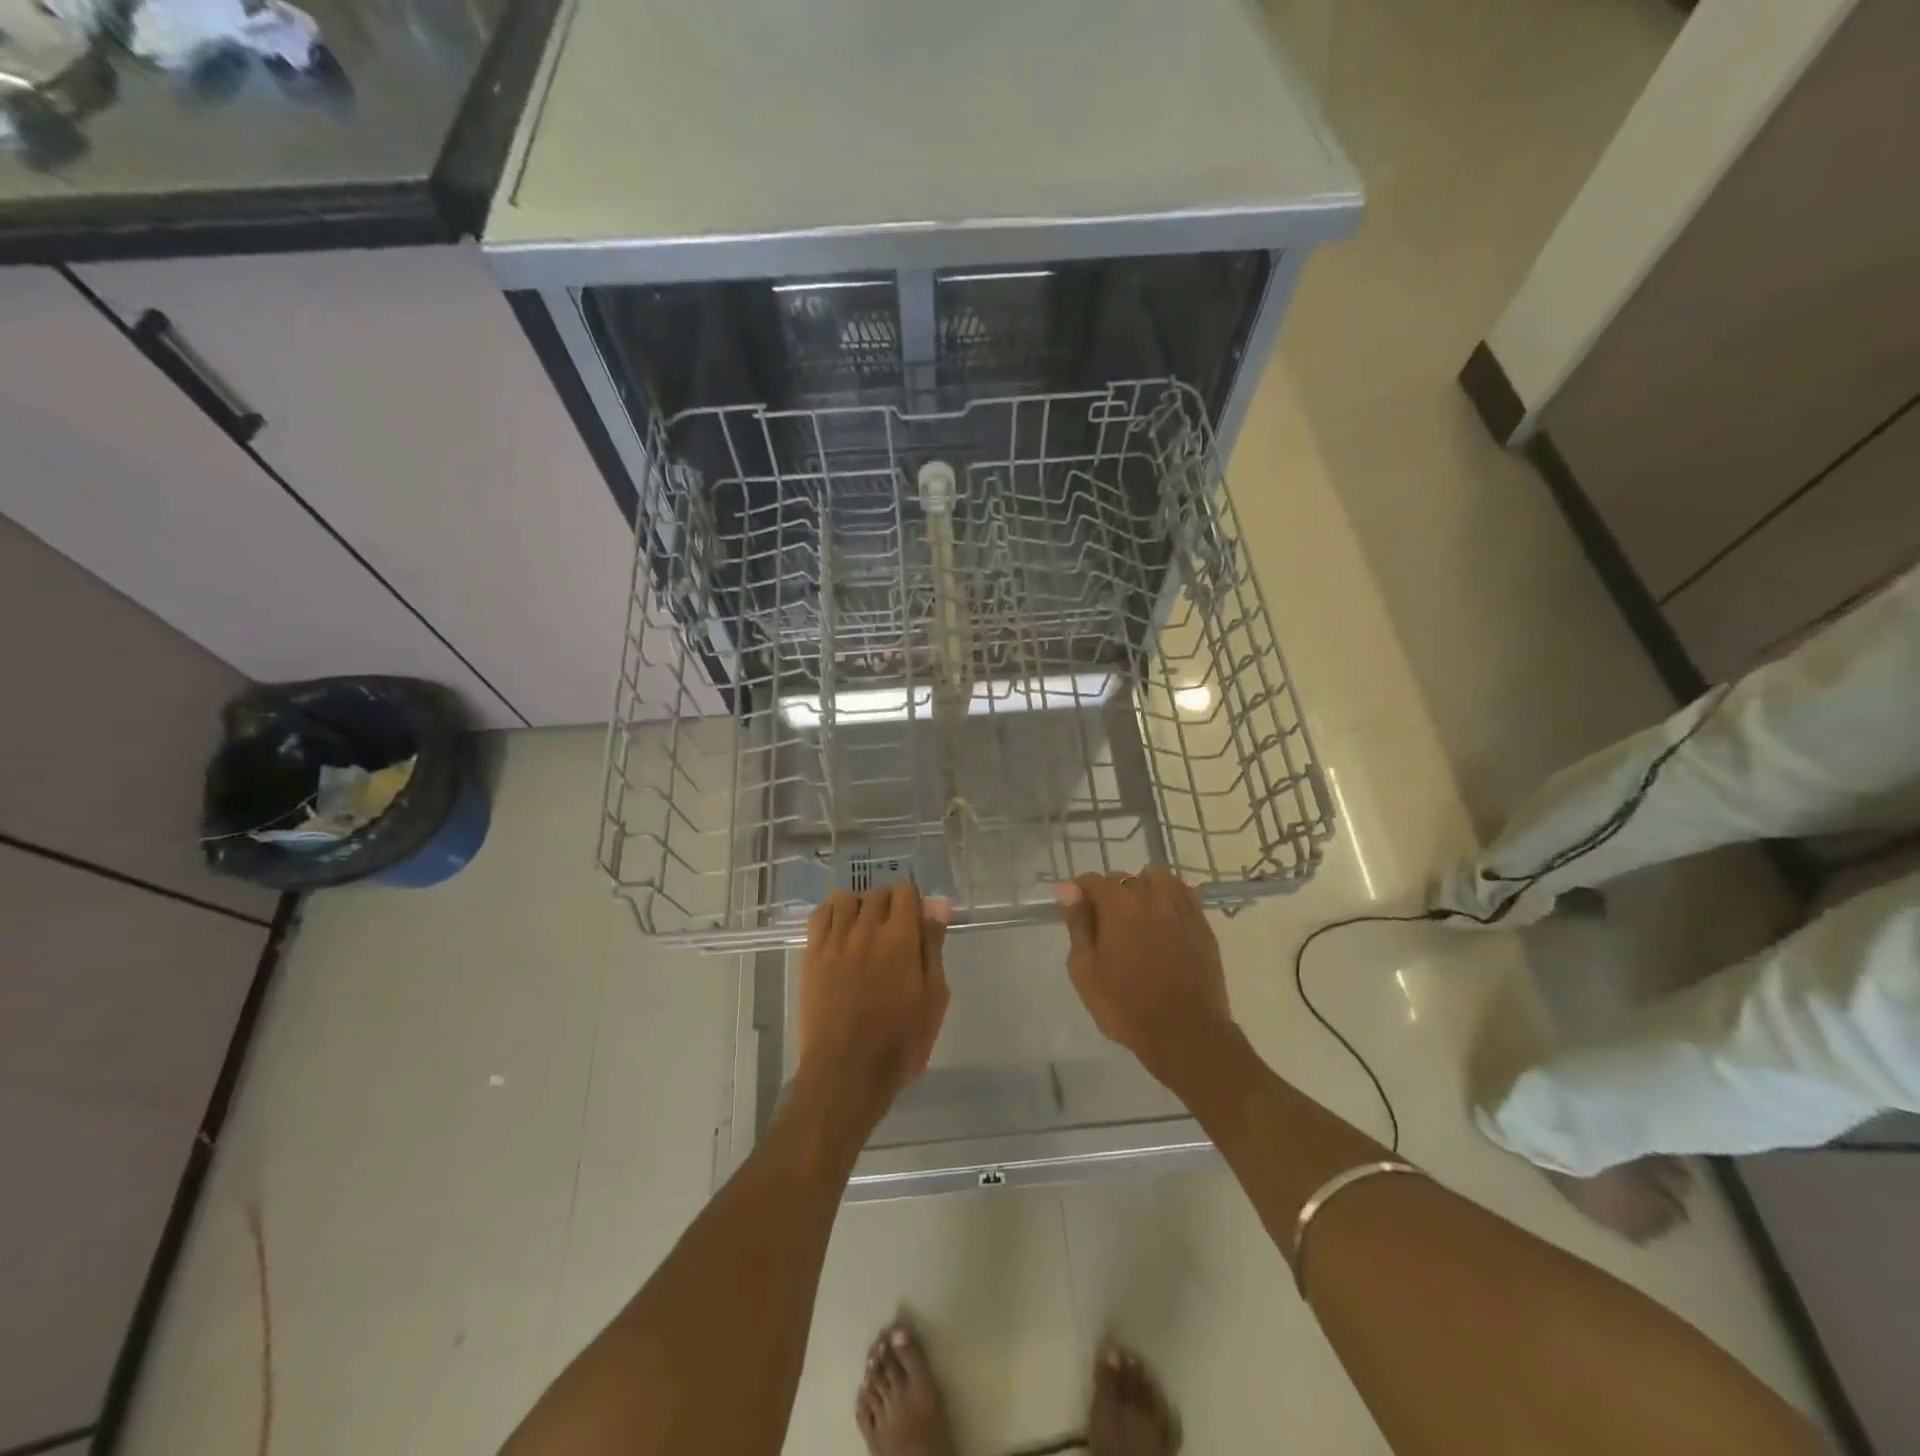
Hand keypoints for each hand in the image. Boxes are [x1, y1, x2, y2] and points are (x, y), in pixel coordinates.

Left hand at [796, 885, 950, 1121]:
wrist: (847, 1073)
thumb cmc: (900, 1041)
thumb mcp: (933, 997)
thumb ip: (933, 946)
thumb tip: (937, 905)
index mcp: (900, 937)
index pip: (905, 892)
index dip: (913, 902)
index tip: (917, 922)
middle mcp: (866, 929)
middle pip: (877, 894)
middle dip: (889, 903)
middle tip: (895, 931)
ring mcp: (835, 942)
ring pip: (845, 899)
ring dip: (859, 906)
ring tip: (865, 930)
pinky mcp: (812, 956)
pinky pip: (819, 917)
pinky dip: (831, 914)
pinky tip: (839, 933)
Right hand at [1056, 868, 1236, 1087]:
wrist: (1185, 1034)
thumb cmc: (1126, 1005)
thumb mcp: (1085, 970)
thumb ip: (1078, 925)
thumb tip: (1068, 890)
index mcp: (1119, 904)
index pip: (1092, 881)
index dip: (1078, 893)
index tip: (1075, 914)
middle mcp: (1151, 896)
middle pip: (1124, 879)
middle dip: (1110, 895)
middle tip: (1105, 929)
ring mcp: (1181, 908)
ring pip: (1158, 879)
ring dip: (1143, 889)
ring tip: (1138, 918)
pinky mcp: (1203, 925)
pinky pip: (1184, 895)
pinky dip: (1170, 899)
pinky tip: (1165, 922)